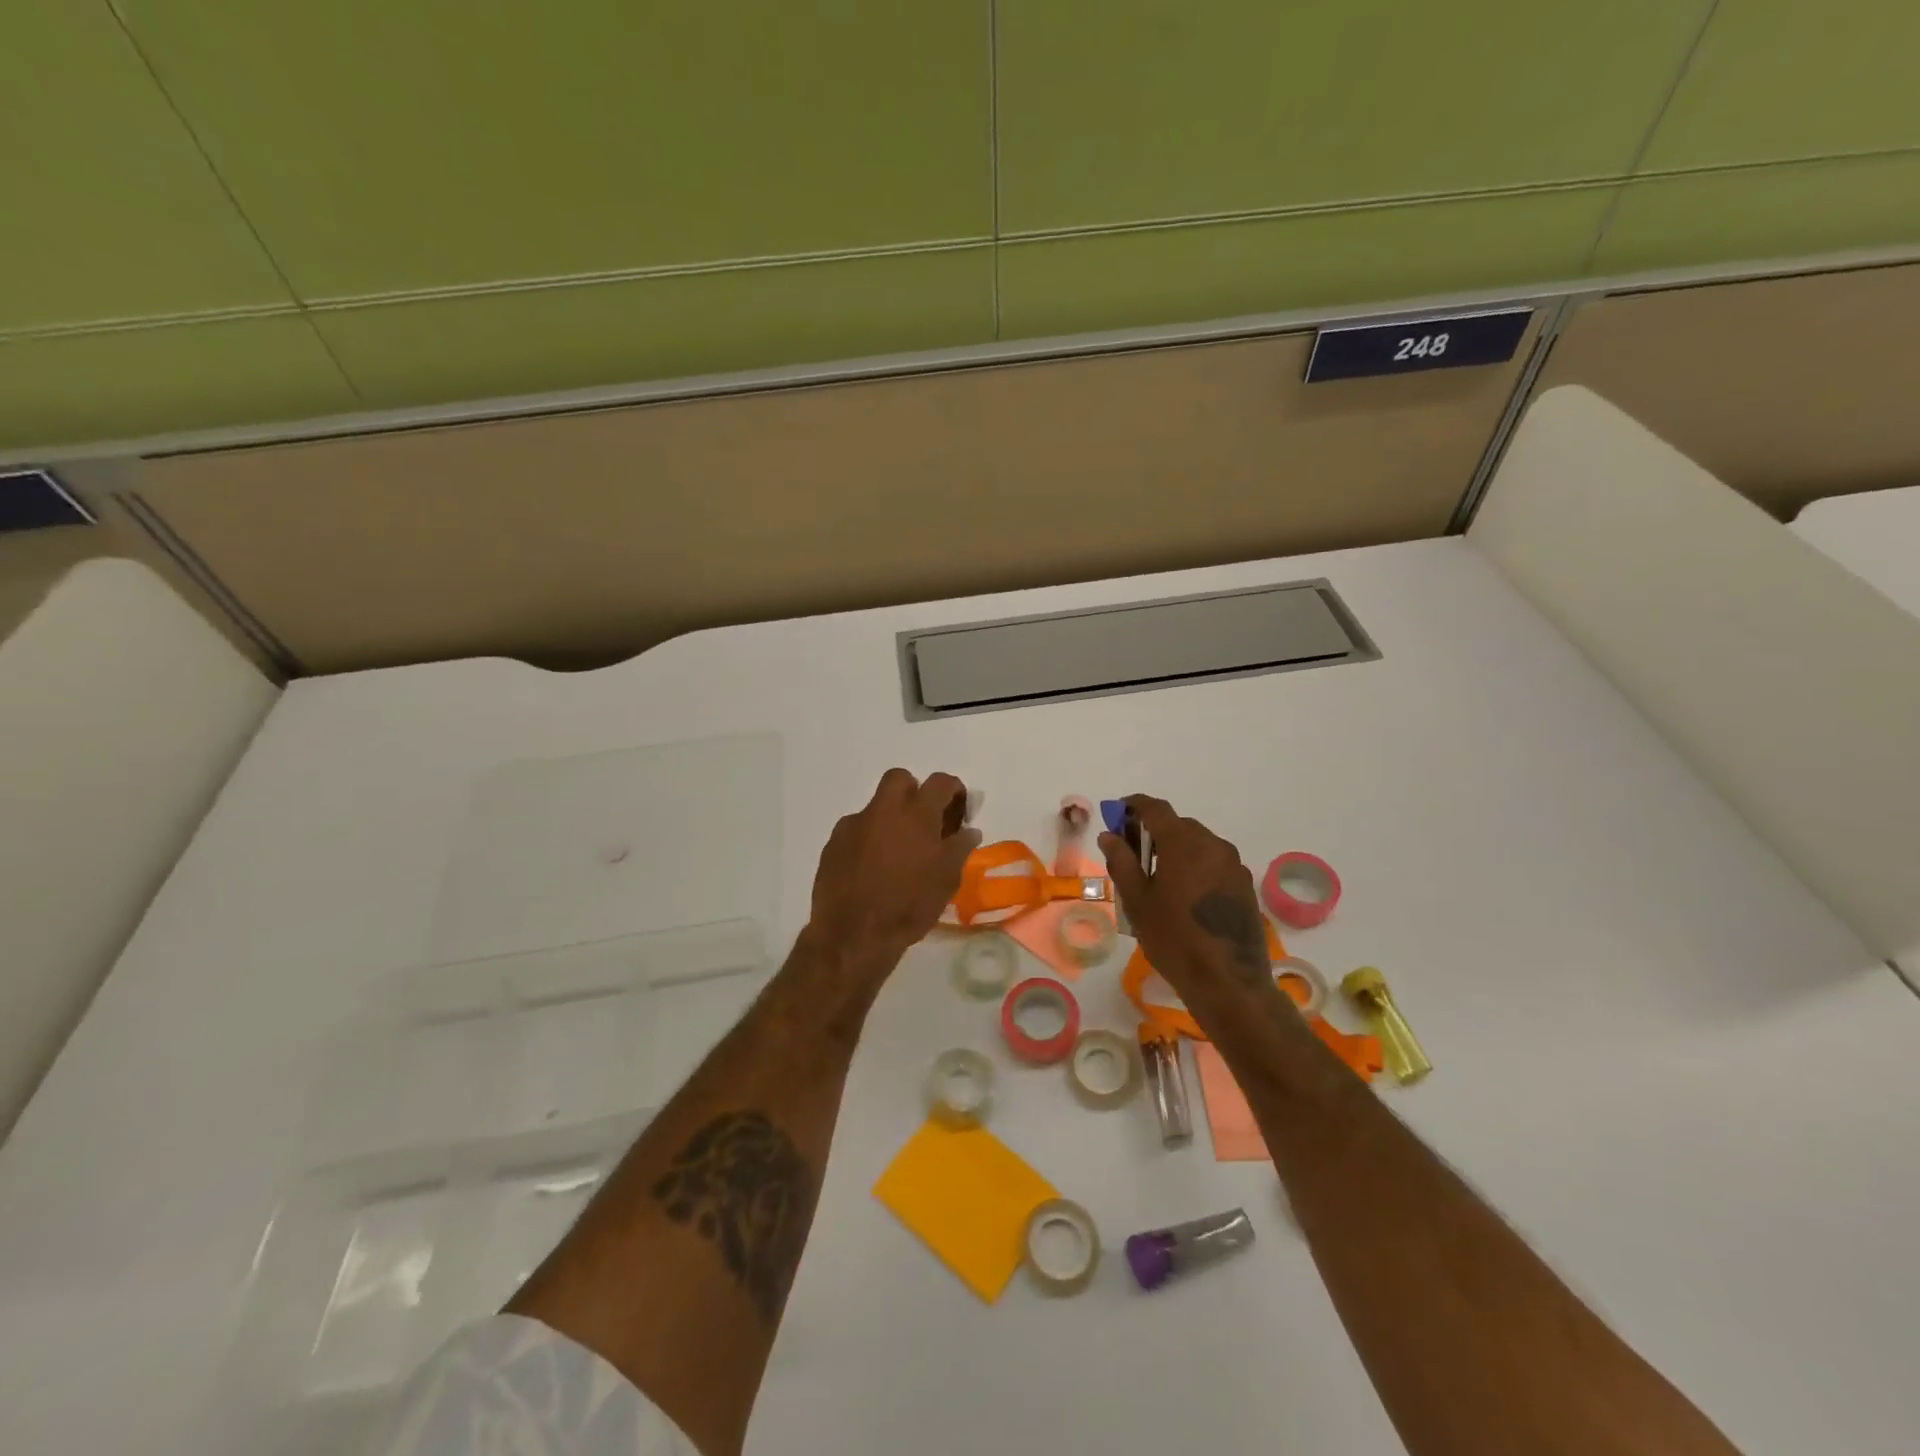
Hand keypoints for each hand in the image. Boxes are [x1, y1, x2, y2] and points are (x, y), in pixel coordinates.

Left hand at [805, 769, 981, 978]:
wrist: (853, 934)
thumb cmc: (909, 906)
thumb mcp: (947, 880)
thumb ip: (960, 848)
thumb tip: (968, 831)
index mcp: (916, 815)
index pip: (940, 782)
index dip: (954, 791)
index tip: (959, 811)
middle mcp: (883, 810)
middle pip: (900, 779)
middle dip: (915, 792)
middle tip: (924, 822)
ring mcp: (853, 825)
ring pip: (875, 806)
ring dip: (889, 819)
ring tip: (897, 853)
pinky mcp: (833, 844)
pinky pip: (855, 830)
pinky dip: (867, 840)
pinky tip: (871, 868)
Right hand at [1099, 794, 1273, 994]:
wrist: (1228, 981)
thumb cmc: (1174, 939)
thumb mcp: (1137, 901)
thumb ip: (1121, 862)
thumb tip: (1109, 835)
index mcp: (1184, 843)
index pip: (1156, 809)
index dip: (1134, 806)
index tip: (1116, 814)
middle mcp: (1213, 845)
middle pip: (1178, 826)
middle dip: (1153, 831)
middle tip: (1131, 854)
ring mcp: (1233, 865)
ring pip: (1198, 844)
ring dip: (1175, 850)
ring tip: (1156, 878)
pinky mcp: (1244, 885)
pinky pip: (1213, 863)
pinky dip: (1194, 866)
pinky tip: (1183, 895)